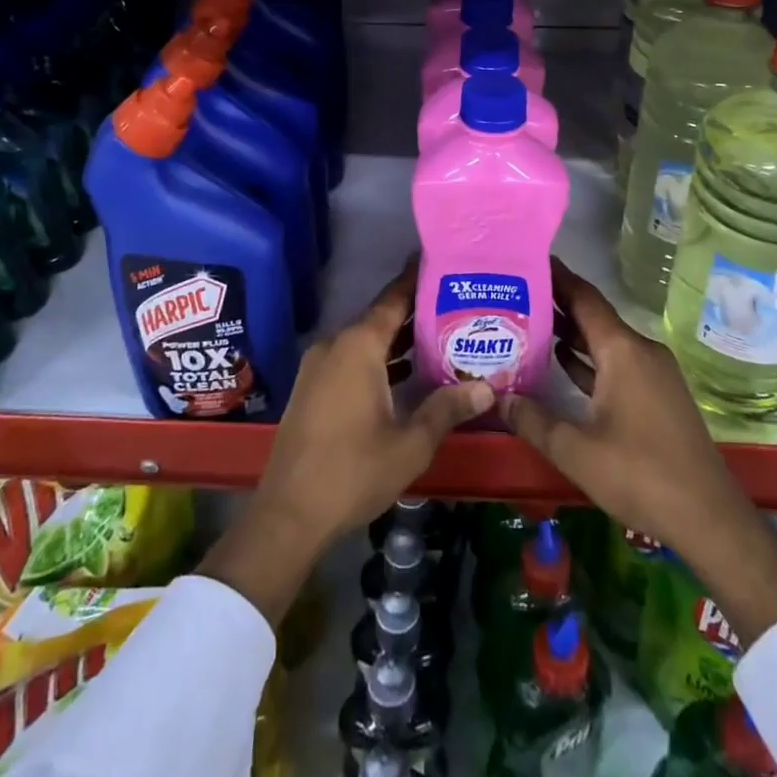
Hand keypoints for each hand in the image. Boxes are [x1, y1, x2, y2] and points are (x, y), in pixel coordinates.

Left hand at [198, 265, 491, 625]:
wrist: (289, 515)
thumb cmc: (353, 472)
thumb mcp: (411, 443)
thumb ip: (447, 408)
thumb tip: (487, 388)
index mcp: (358, 346)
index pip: (393, 299)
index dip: (417, 280)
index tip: (440, 262)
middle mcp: (335, 345)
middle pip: (380, 318)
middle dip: (416, 313)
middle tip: (456, 307)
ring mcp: (318, 366)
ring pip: (365, 341)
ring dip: (398, 341)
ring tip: (440, 339)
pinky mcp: (311, 388)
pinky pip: (350, 359)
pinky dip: (378, 360)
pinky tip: (406, 374)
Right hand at [499, 262, 776, 642]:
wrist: (708, 517)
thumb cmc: (639, 475)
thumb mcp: (575, 450)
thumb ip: (532, 420)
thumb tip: (496, 397)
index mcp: (623, 350)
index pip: (584, 298)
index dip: (556, 277)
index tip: (527, 259)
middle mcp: (640, 351)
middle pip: (593, 316)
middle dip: (556, 304)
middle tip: (514, 293)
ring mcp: (652, 373)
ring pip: (604, 341)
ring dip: (571, 333)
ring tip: (528, 323)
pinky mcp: (656, 394)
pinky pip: (616, 363)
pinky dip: (589, 359)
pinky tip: (560, 362)